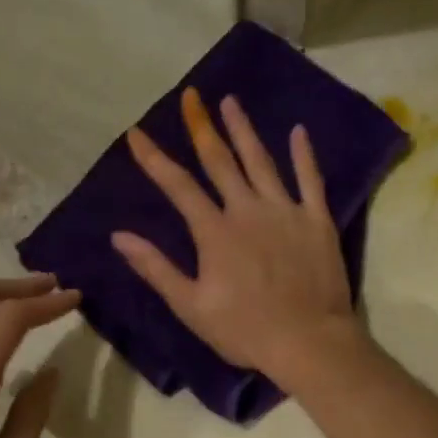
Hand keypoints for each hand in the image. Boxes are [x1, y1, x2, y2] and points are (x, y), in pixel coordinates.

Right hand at [113, 88, 365, 387]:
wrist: (308, 341)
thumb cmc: (245, 330)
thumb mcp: (191, 306)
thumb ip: (156, 268)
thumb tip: (120, 236)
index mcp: (215, 231)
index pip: (178, 186)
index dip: (154, 158)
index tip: (136, 132)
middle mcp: (248, 210)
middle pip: (220, 161)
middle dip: (201, 126)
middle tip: (191, 96)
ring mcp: (285, 211)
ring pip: (261, 161)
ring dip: (244, 130)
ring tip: (231, 101)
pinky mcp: (317, 220)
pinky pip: (310, 180)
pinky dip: (303, 155)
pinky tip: (298, 131)